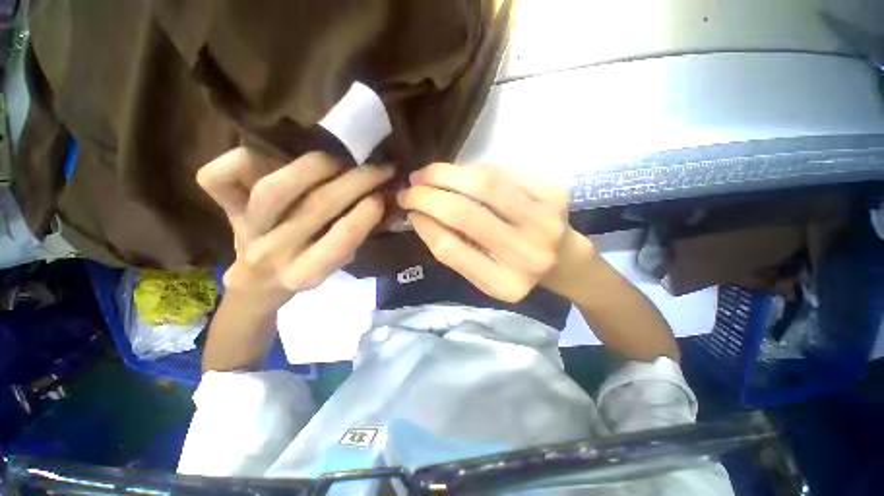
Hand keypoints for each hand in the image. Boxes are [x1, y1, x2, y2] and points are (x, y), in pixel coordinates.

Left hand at [197, 148, 394, 310]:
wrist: (256, 282)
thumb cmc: (304, 271)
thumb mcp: (336, 266)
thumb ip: (354, 238)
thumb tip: (380, 201)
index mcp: (305, 273)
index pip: (338, 244)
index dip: (363, 217)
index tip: (381, 198)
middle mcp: (272, 254)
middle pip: (315, 207)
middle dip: (355, 182)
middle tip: (380, 168)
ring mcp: (244, 229)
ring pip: (275, 188)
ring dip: (317, 168)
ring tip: (337, 163)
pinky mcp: (224, 208)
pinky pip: (219, 178)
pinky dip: (243, 160)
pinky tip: (271, 159)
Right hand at [397, 163, 594, 302]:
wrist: (563, 258)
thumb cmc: (516, 269)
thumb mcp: (482, 273)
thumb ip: (453, 248)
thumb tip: (420, 213)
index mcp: (505, 283)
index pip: (451, 249)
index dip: (424, 224)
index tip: (408, 211)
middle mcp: (528, 254)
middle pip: (466, 213)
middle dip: (428, 195)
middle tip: (408, 187)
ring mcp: (546, 220)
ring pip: (485, 184)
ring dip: (446, 173)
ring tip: (426, 174)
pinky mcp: (555, 193)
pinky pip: (503, 172)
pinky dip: (473, 170)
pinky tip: (459, 173)